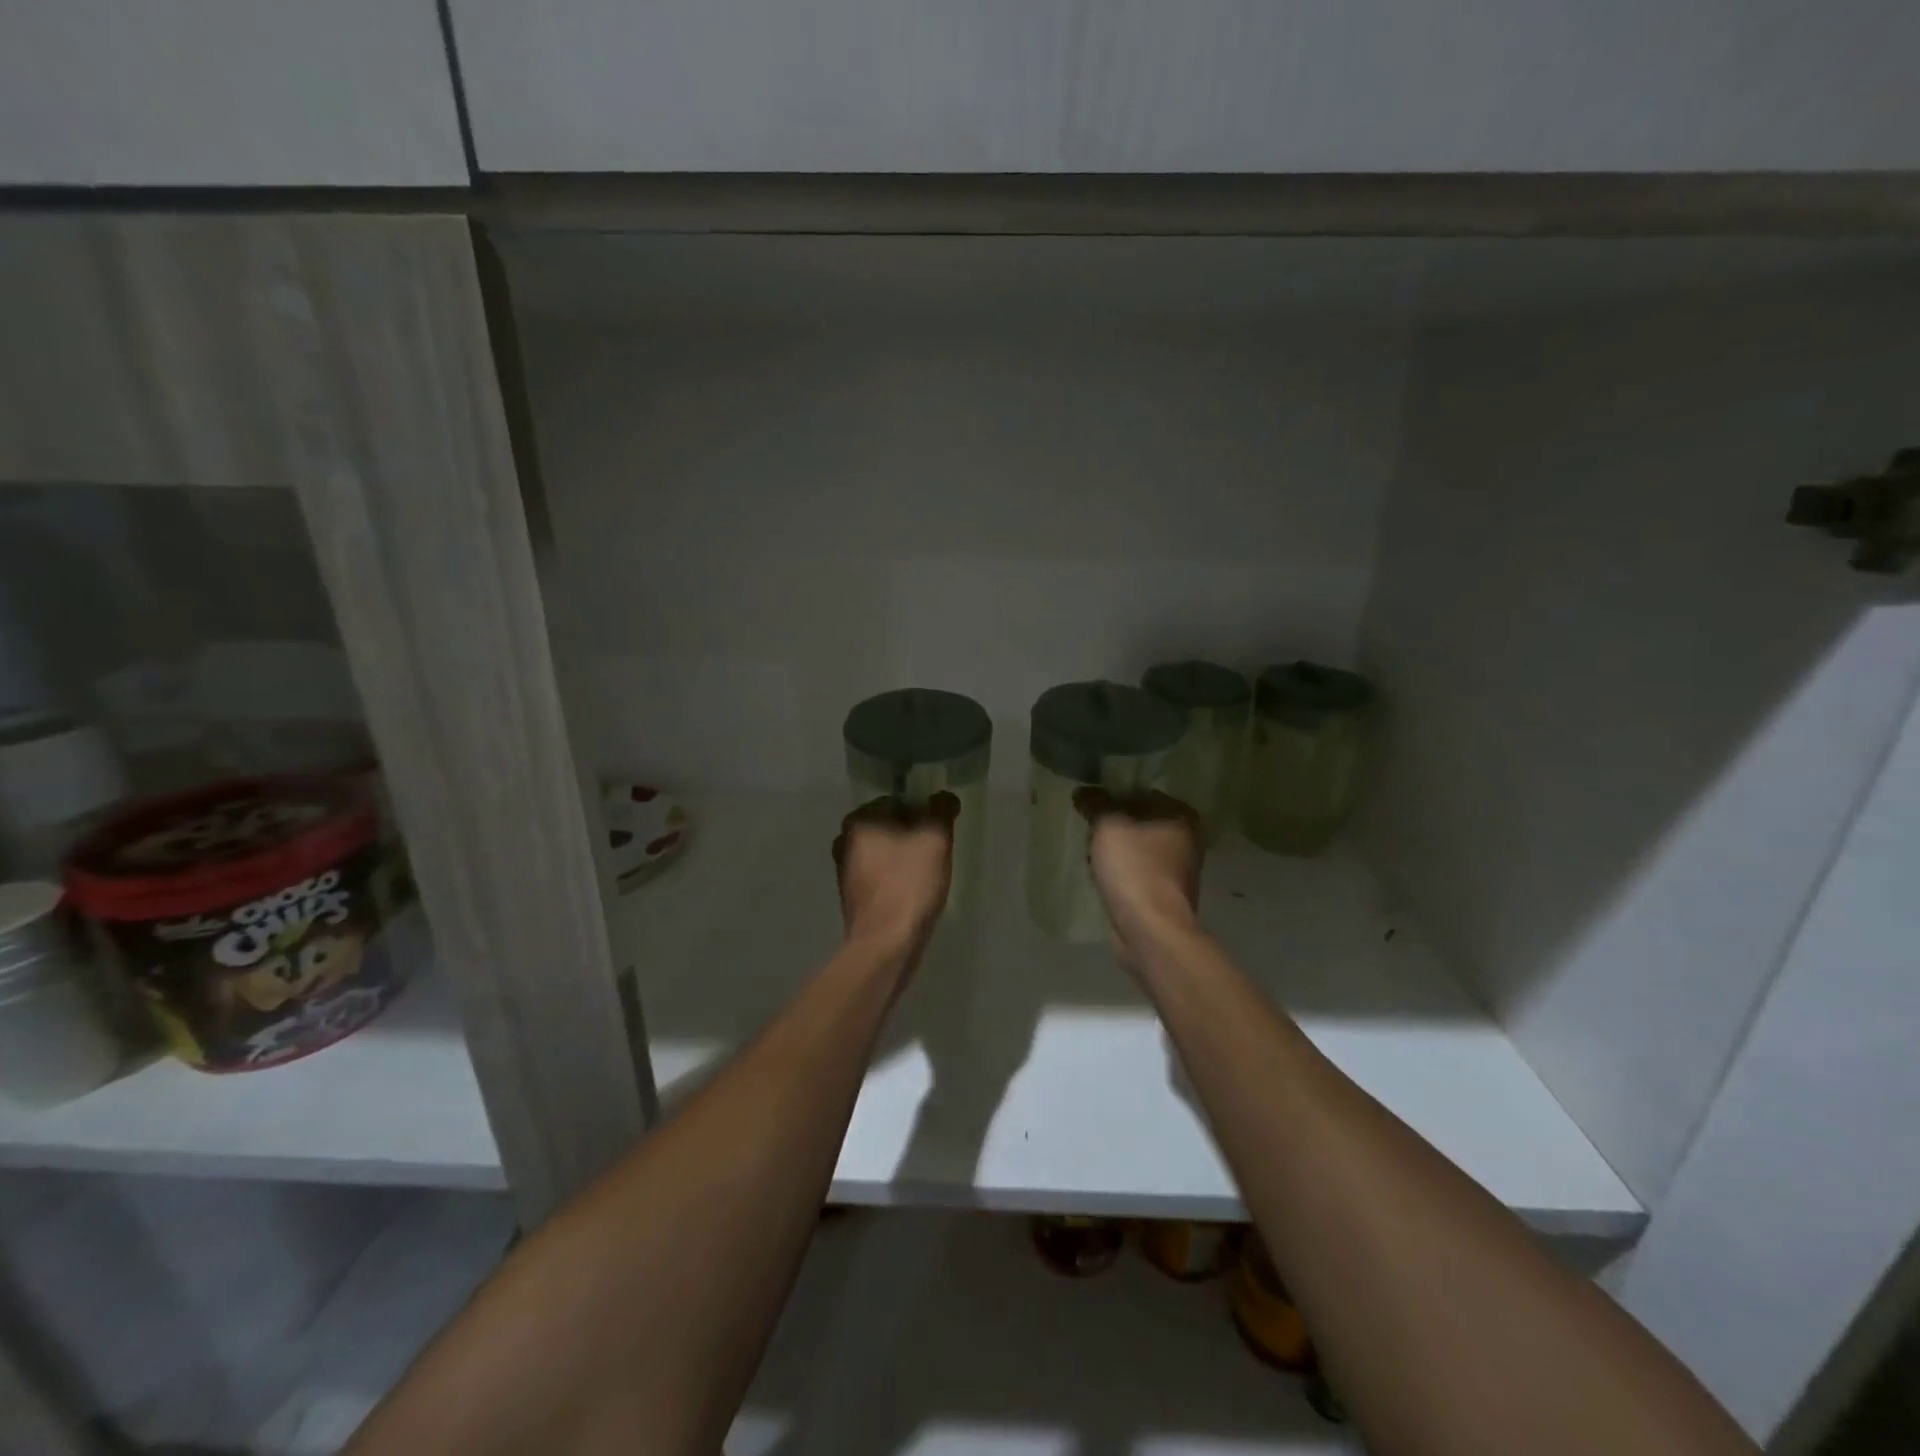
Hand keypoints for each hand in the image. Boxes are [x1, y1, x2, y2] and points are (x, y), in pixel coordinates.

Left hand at [833, 793, 958, 949]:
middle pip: (888, 827)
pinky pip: (879, 876)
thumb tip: (944, 797)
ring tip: (927, 874)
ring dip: (904, 858)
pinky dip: (895, 878)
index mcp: (858, 821)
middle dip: (912, 835)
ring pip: (883, 852)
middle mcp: (844, 841)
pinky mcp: (852, 897)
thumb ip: (941, 810)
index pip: (896, 801)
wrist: (885, 943)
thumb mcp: (935, 839)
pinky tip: (913, 892)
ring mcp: (845, 871)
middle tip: (936, 852)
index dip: (923, 812)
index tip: (940, 831)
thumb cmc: (909, 884)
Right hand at [1074, 788, 1202, 961]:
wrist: (1150, 930)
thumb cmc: (1134, 868)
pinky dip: (1119, 873)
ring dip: (1114, 851)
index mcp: (1181, 815)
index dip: (1113, 795)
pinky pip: (1135, 872)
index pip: (1141, 792)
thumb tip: (1083, 792)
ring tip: (1090, 855)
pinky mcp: (1163, 894)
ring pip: (1136, 848)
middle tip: (1088, 829)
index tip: (1089, 803)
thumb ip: (1096, 803)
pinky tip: (1100, 877)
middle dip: (1112, 826)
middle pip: (1138, 821)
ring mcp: (1177, 870)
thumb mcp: (1108, 826)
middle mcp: (1186, 839)